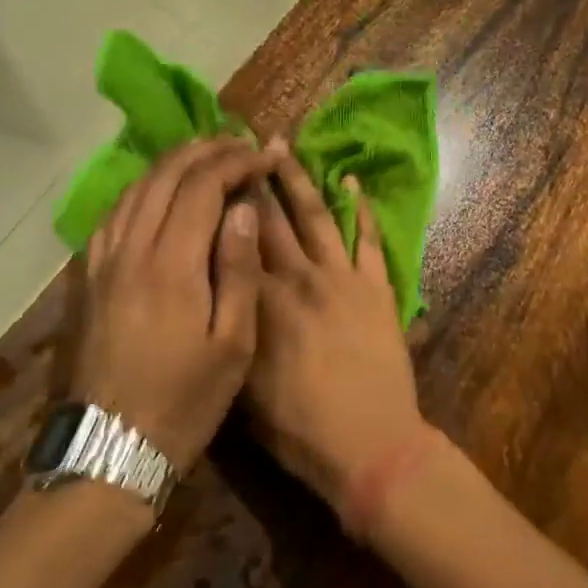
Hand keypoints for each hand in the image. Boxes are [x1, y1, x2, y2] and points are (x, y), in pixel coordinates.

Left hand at [75, 138, 275, 472]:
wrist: (111, 448)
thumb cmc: (185, 401)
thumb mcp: (232, 345)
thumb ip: (238, 270)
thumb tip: (243, 208)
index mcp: (172, 265)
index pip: (202, 187)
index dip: (234, 163)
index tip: (263, 159)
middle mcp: (132, 250)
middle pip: (165, 176)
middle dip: (204, 151)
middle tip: (237, 145)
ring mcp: (103, 261)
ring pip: (135, 189)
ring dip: (171, 164)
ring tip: (203, 157)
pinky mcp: (89, 277)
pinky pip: (113, 213)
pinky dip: (140, 188)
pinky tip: (156, 192)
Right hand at [247, 147, 427, 512]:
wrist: (369, 444)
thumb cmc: (298, 427)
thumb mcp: (242, 388)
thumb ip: (229, 333)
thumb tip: (214, 295)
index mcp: (261, 302)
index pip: (236, 242)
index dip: (222, 206)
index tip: (211, 174)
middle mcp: (298, 278)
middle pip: (272, 220)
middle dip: (255, 179)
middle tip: (243, 144)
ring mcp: (341, 279)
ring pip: (316, 217)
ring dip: (300, 180)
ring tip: (285, 147)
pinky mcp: (376, 288)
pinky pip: (367, 240)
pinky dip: (361, 210)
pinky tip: (352, 183)